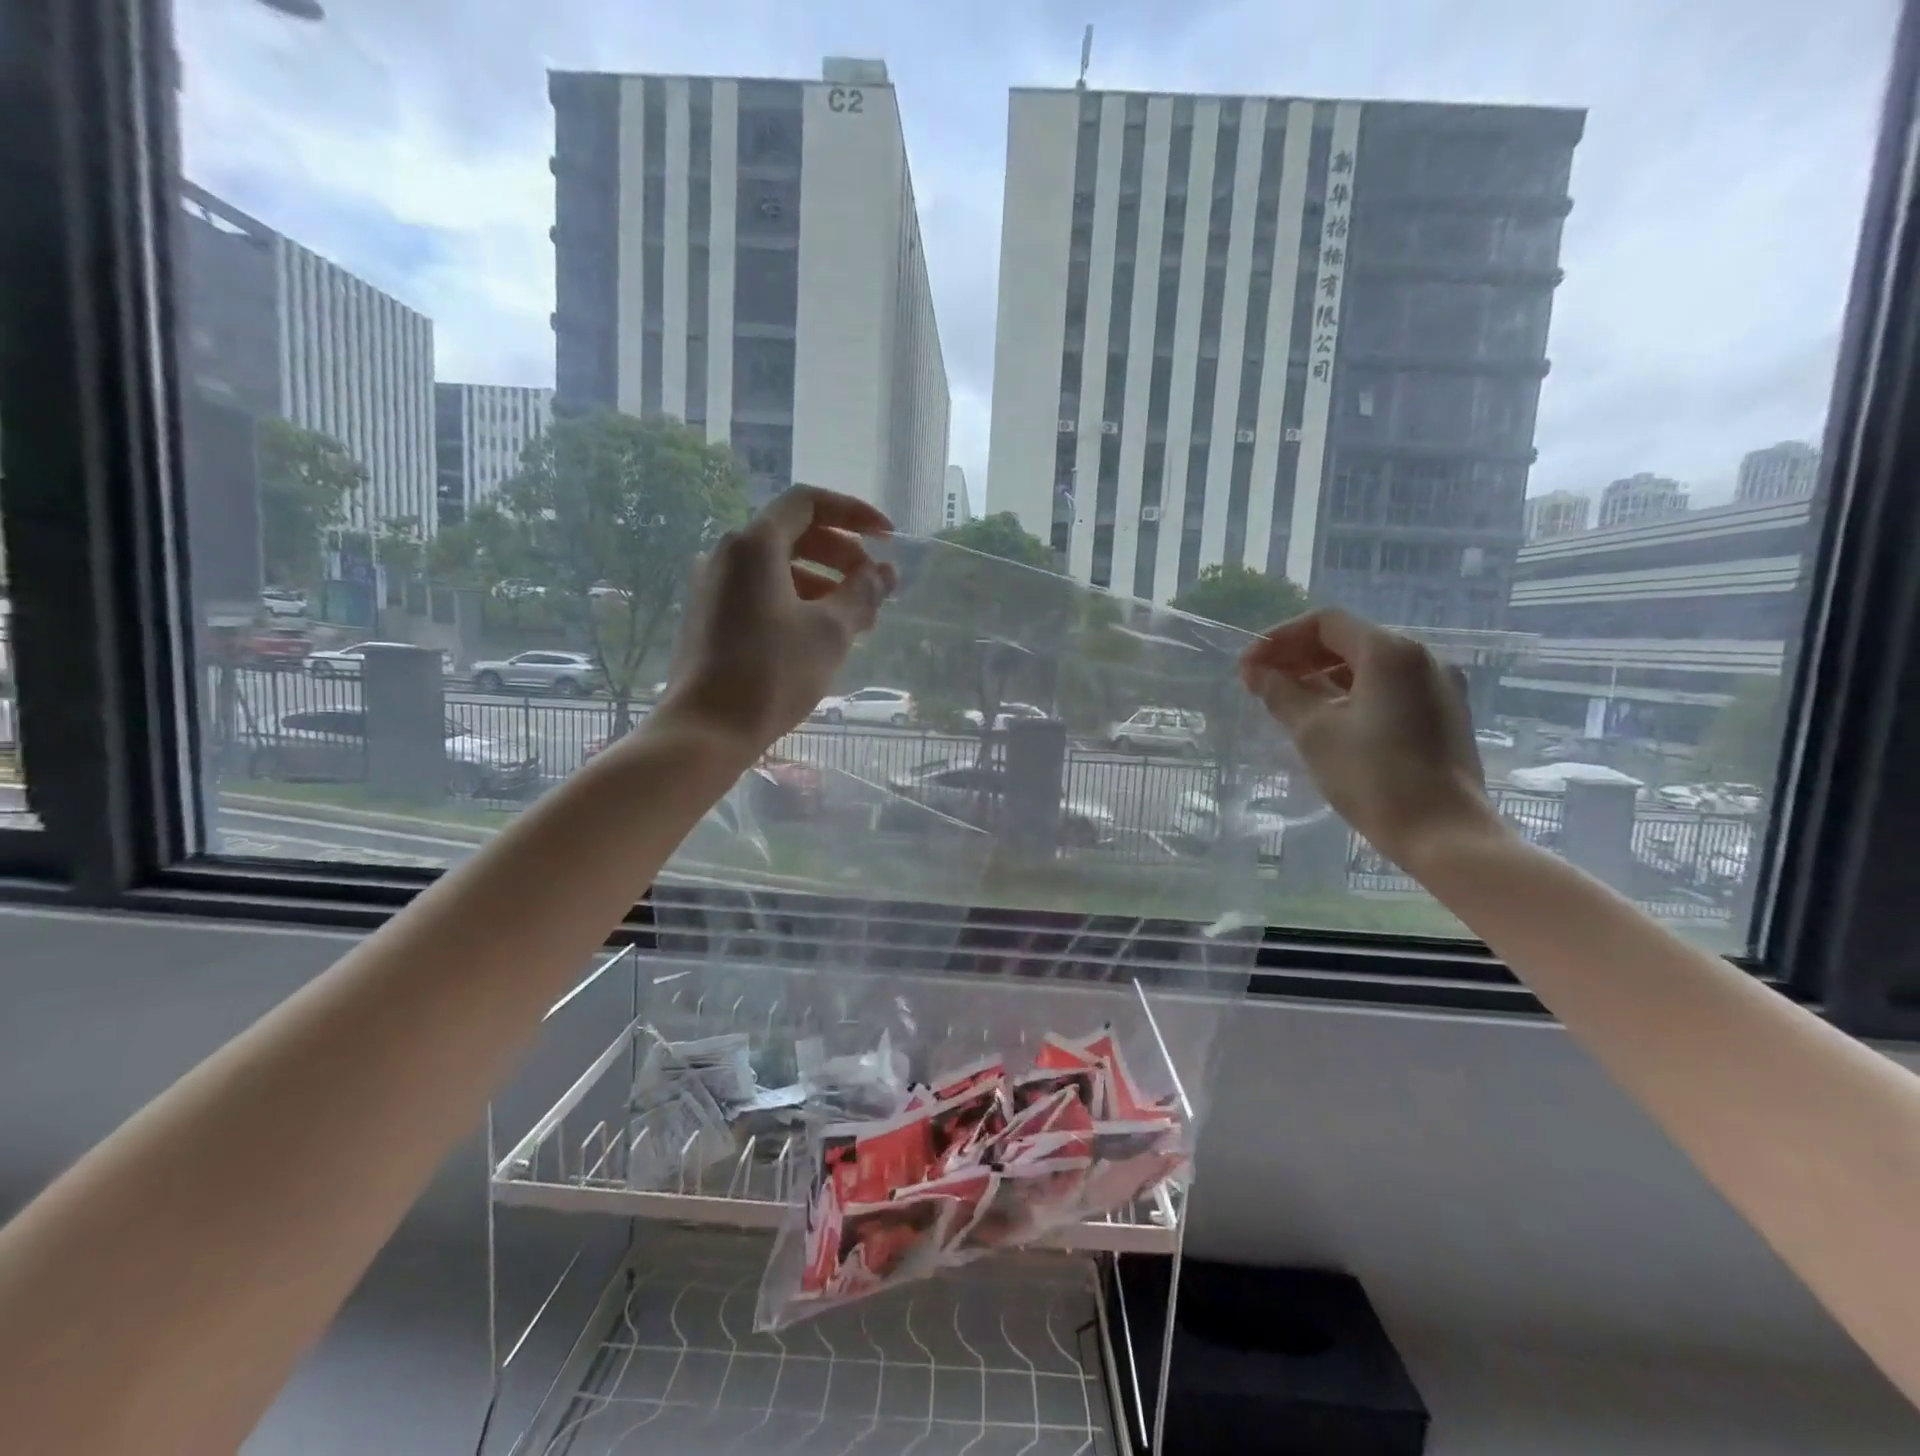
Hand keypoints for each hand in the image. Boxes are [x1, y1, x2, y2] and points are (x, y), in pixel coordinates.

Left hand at [657, 485, 896, 755]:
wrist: (706, 730)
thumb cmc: (772, 674)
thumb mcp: (830, 632)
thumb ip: (862, 594)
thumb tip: (884, 573)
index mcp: (754, 546)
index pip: (808, 503)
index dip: (854, 513)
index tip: (888, 538)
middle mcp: (728, 555)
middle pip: (794, 534)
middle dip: (842, 554)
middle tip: (873, 585)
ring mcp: (714, 587)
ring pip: (778, 567)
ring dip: (823, 581)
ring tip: (855, 619)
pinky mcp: (710, 617)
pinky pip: (761, 592)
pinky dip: (796, 600)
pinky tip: (819, 635)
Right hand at [1239, 607, 1505, 870]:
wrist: (1442, 833)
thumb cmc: (1372, 776)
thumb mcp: (1314, 731)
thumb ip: (1281, 693)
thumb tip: (1256, 671)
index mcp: (1391, 652)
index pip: (1325, 623)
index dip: (1280, 638)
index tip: (1249, 666)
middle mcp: (1422, 657)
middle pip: (1349, 640)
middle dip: (1299, 656)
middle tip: (1261, 682)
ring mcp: (1438, 686)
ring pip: (1369, 666)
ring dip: (1323, 675)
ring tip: (1287, 700)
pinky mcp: (1444, 714)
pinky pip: (1389, 688)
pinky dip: (1351, 693)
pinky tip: (1327, 718)